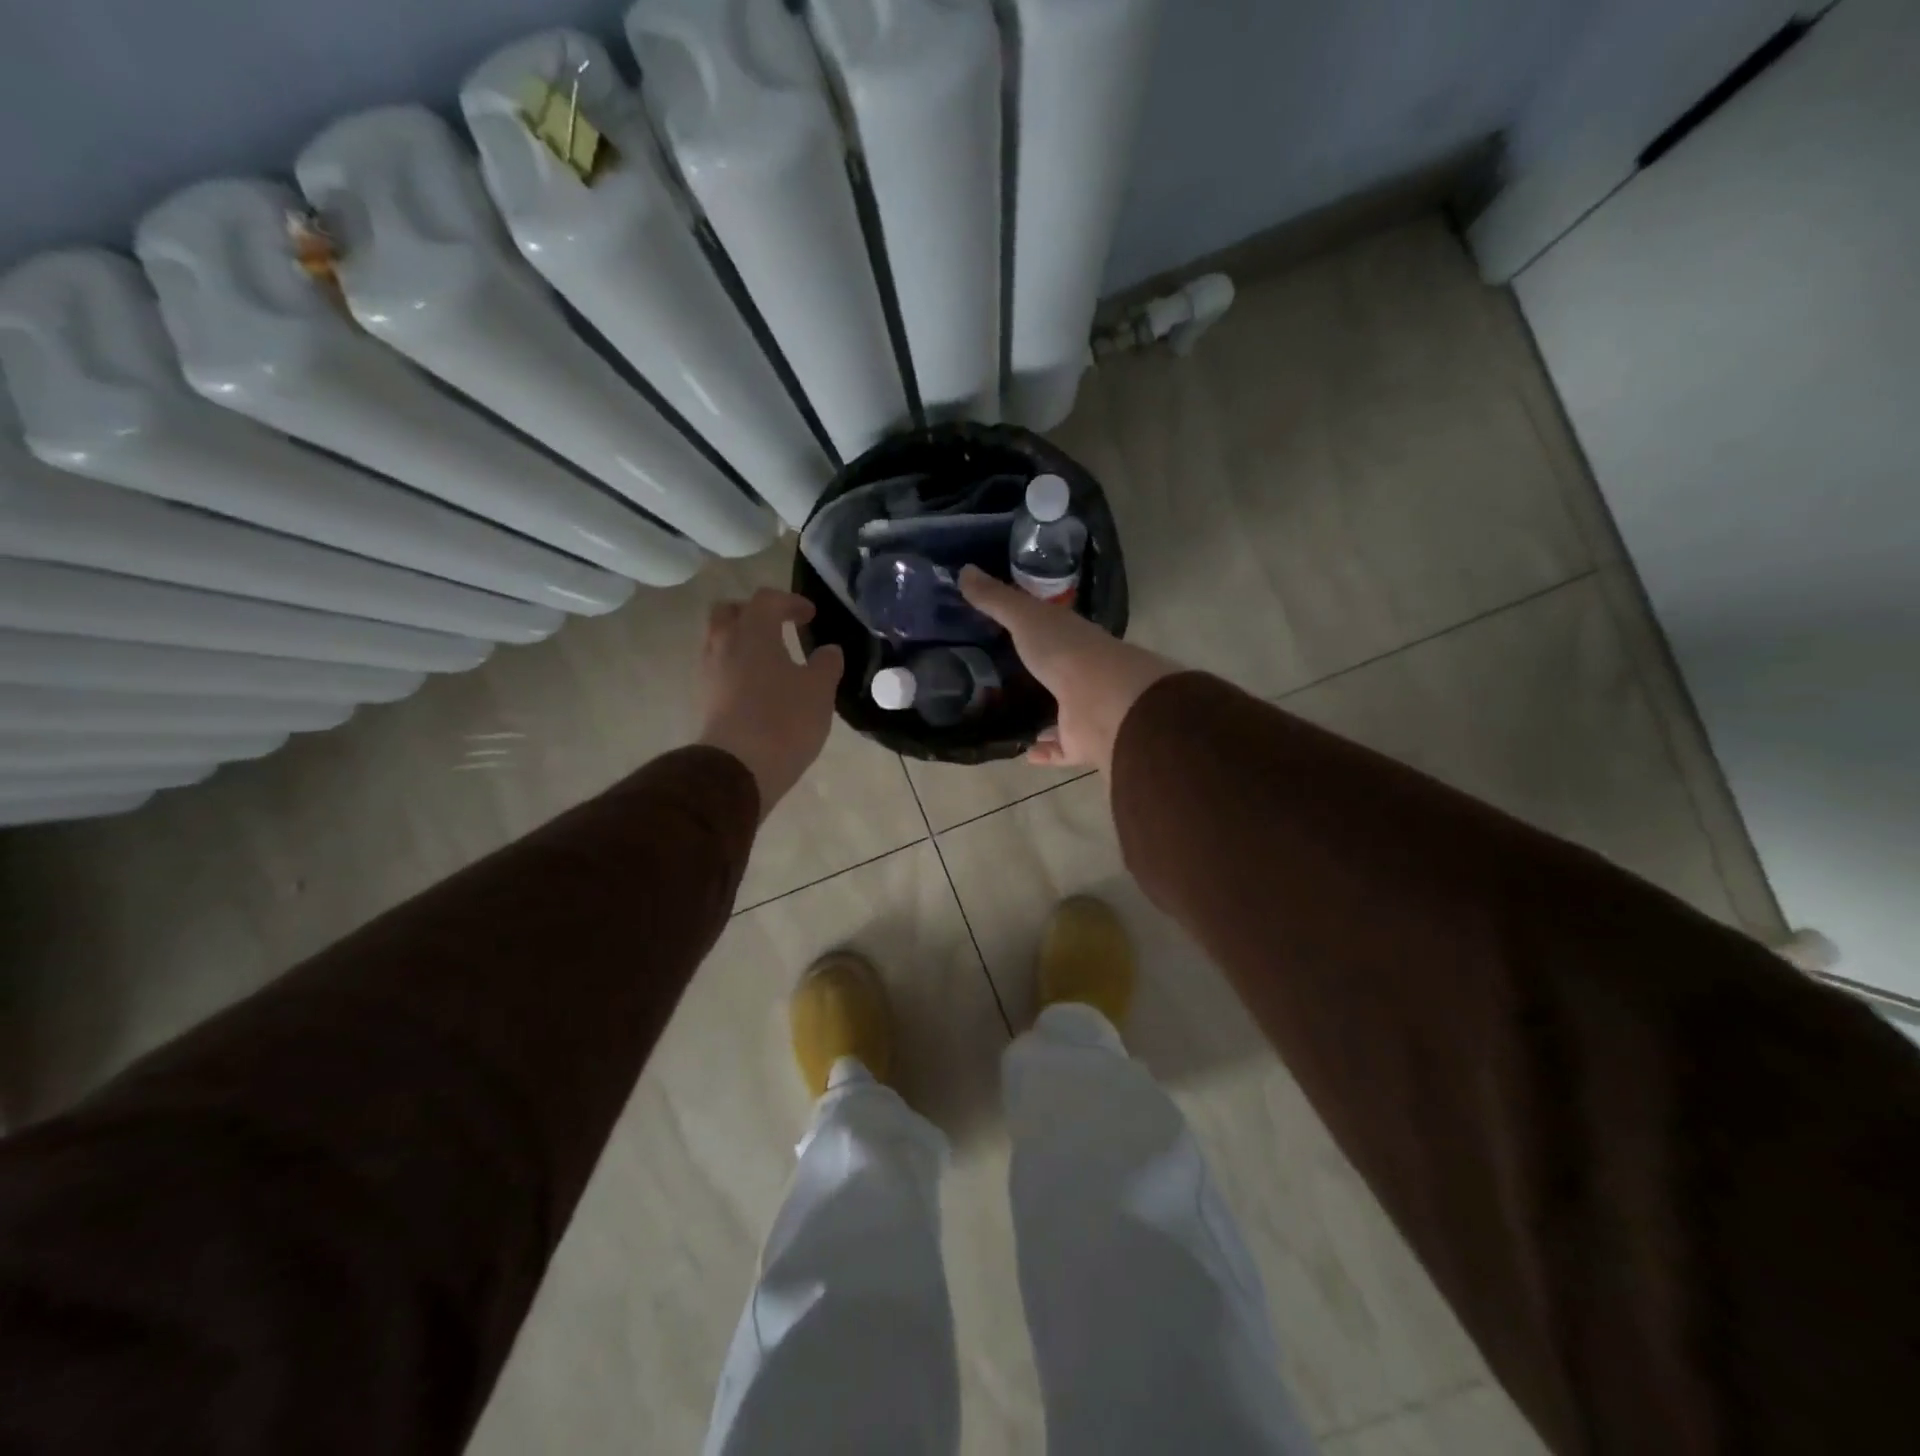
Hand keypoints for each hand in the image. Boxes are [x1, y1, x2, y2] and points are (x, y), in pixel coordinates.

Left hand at [697, 589, 843, 818]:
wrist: (738, 768)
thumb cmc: (784, 720)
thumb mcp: (819, 690)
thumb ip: (826, 665)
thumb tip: (829, 651)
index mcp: (753, 631)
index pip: (767, 599)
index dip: (790, 602)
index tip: (810, 616)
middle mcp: (724, 643)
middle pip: (730, 612)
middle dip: (754, 614)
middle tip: (778, 627)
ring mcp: (709, 671)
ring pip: (720, 641)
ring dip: (743, 642)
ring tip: (771, 661)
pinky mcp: (705, 699)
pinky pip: (719, 669)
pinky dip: (737, 667)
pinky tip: (759, 687)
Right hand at [959, 566, 1176, 773]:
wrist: (1103, 703)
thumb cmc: (1066, 652)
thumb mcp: (1025, 617)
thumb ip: (996, 599)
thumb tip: (964, 570)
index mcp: (1072, 639)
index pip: (1051, 628)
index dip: (1031, 626)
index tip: (1003, 628)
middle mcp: (1082, 673)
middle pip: (1057, 671)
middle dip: (1036, 672)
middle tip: (999, 675)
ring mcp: (1085, 710)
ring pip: (1061, 711)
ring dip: (1042, 714)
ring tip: (1009, 714)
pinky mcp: (1082, 743)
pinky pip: (1060, 748)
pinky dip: (1044, 751)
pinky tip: (1023, 751)